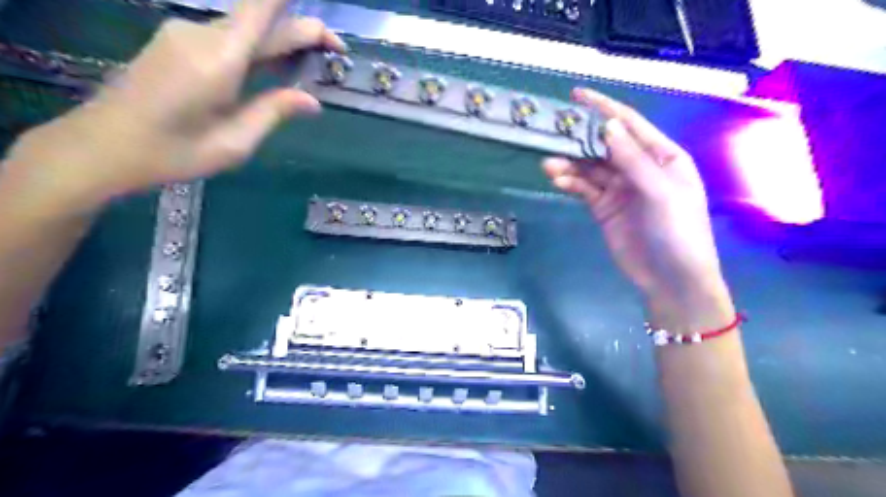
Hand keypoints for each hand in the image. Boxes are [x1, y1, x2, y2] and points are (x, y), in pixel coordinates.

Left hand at [0, 0, 344, 217]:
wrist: (101, 146)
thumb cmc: (173, 152)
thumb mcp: (234, 142)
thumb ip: (274, 112)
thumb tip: (313, 101)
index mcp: (220, 58)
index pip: (262, 6)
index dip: (299, 12)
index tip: (329, 34)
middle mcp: (202, 34)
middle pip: (261, 20)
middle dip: (303, 33)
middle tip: (335, 55)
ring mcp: (184, 35)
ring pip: (244, 30)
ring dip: (279, 44)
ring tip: (304, 73)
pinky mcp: (175, 43)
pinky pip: (226, 39)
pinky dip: (255, 51)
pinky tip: (267, 75)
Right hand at [540, 88, 733, 327]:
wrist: (671, 279)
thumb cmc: (678, 232)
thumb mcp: (661, 192)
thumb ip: (633, 160)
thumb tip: (608, 126)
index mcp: (661, 156)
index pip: (629, 124)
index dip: (603, 108)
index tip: (576, 96)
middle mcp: (638, 167)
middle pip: (604, 145)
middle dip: (579, 138)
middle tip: (552, 133)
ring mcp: (619, 188)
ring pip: (590, 167)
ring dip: (570, 163)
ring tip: (548, 164)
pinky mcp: (604, 208)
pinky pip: (585, 188)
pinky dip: (571, 183)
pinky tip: (558, 180)